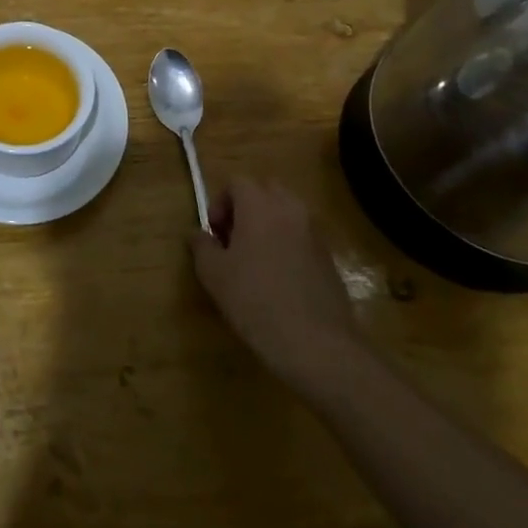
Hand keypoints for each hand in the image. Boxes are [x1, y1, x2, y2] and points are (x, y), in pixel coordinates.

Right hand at [191, 180, 358, 385]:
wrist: (317, 344)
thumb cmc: (256, 301)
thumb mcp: (213, 274)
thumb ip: (201, 246)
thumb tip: (198, 234)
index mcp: (260, 205)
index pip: (237, 182)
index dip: (220, 203)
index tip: (214, 233)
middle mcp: (290, 210)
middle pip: (265, 190)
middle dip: (246, 208)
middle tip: (233, 240)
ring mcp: (314, 233)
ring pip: (287, 213)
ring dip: (268, 225)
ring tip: (254, 261)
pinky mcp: (329, 258)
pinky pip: (302, 237)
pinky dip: (287, 245)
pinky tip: (278, 280)